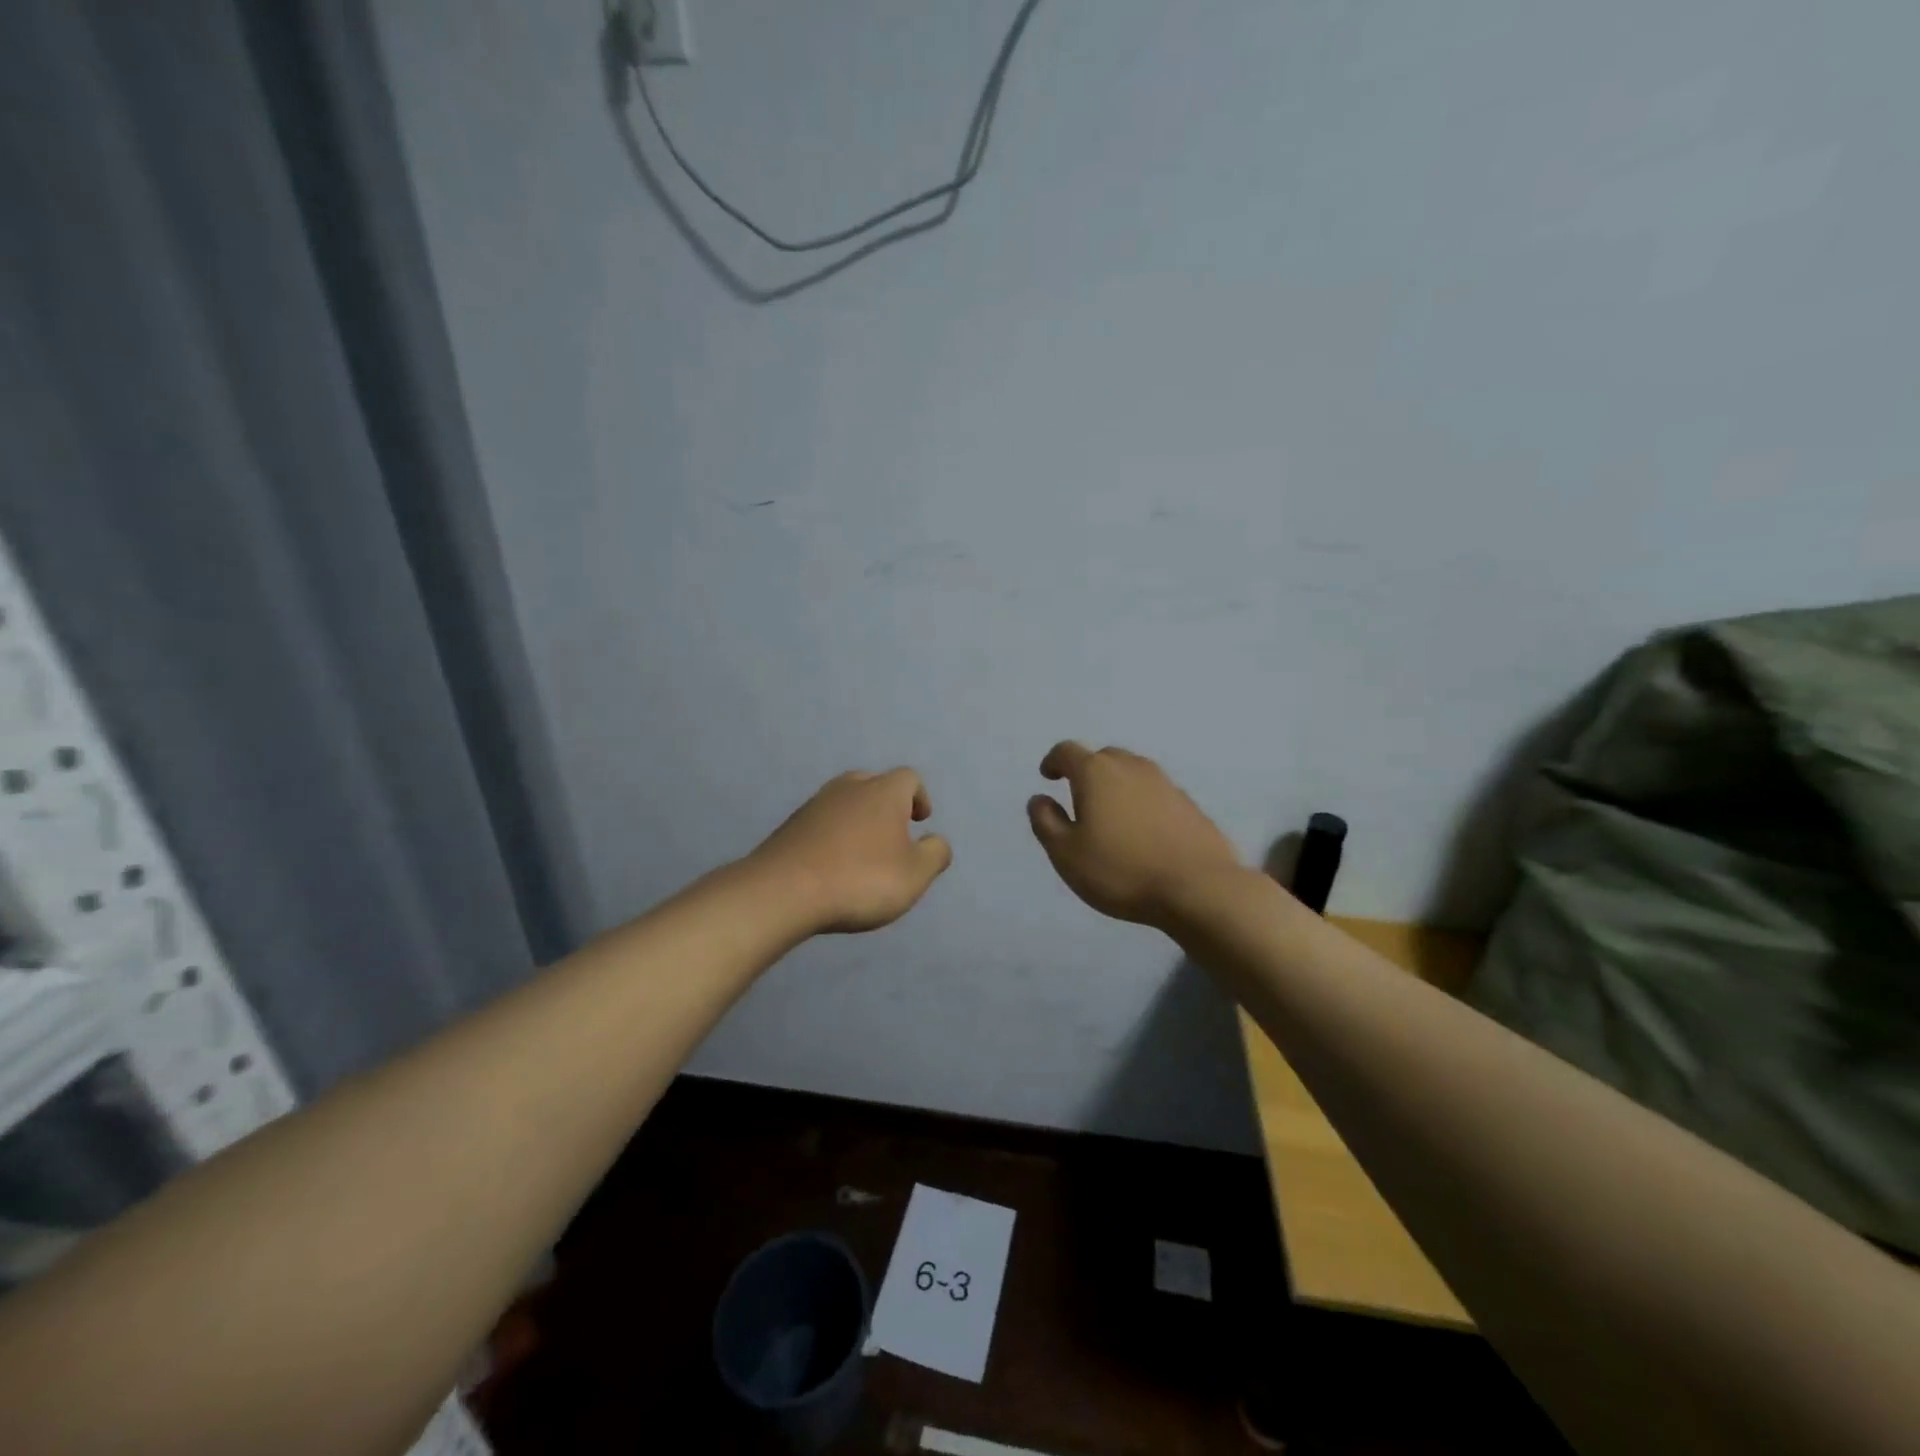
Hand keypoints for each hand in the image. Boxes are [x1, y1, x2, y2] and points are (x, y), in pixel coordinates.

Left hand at [749, 768, 952, 933]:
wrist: (783, 891)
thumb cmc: (860, 879)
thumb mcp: (914, 875)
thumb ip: (935, 854)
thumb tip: (937, 841)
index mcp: (884, 792)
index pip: (909, 778)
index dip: (919, 797)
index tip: (920, 821)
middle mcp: (849, 788)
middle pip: (874, 783)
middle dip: (887, 805)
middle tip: (893, 833)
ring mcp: (815, 805)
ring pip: (844, 801)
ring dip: (858, 820)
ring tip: (863, 852)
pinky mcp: (790, 826)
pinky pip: (822, 823)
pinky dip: (833, 836)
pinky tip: (833, 864)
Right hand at [1027, 742, 1241, 927]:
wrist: (1198, 888)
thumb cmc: (1121, 870)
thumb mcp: (1066, 853)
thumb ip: (1046, 822)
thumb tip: (1040, 799)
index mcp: (1097, 773)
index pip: (1067, 751)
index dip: (1053, 761)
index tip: (1048, 777)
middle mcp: (1132, 767)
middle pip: (1103, 757)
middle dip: (1086, 772)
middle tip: (1079, 799)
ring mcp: (1166, 783)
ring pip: (1132, 774)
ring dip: (1117, 787)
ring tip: (1111, 817)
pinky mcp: (1189, 805)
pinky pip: (1156, 794)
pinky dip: (1142, 804)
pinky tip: (1142, 833)